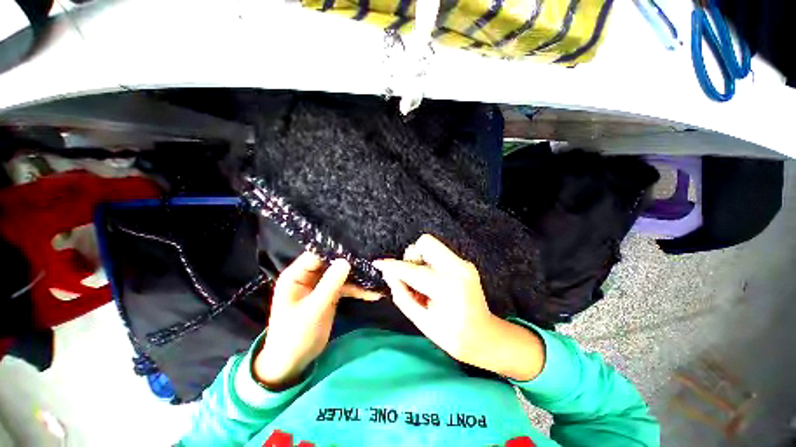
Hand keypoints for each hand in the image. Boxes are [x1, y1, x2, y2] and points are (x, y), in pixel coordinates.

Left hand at [254, 252, 379, 388]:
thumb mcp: (313, 309)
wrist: (293, 363)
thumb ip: (330, 285)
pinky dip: (357, 290)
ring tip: (376, 276)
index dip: (335, 251)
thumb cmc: (295, 335)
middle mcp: (308, 277)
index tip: (356, 249)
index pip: (317, 255)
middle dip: (350, 263)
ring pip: (341, 275)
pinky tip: (373, 293)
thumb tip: (346, 261)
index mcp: (296, 276)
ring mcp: (320, 286)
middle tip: (372, 261)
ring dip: (357, 277)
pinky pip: (345, 287)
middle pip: (331, 263)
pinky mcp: (330, 295)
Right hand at [373, 235, 544, 380]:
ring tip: (423, 282)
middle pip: (425, 242)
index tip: (378, 264)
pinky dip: (430, 263)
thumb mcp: (422, 321)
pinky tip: (433, 281)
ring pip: (432, 245)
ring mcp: (463, 263)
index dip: (392, 266)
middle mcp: (457, 268)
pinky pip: (439, 253)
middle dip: (412, 256)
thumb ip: (402, 295)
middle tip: (411, 277)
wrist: (485, 336)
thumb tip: (389, 274)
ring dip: (421, 259)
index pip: (411, 270)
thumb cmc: (452, 336)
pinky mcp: (464, 263)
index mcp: (446, 287)